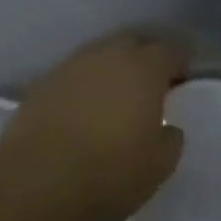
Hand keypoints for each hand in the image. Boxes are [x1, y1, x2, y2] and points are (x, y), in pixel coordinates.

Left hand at [0, 33, 187, 220]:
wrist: (39, 178)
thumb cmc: (110, 172)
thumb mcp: (159, 165)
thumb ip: (170, 138)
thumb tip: (167, 127)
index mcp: (143, 68)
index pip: (170, 50)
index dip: (179, 64)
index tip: (181, 83)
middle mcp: (107, 55)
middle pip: (132, 42)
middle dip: (144, 57)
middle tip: (149, 86)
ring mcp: (72, 64)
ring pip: (100, 55)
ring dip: (111, 69)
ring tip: (114, 98)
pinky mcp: (43, 81)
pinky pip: (74, 74)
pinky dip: (84, 85)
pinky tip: (83, 109)